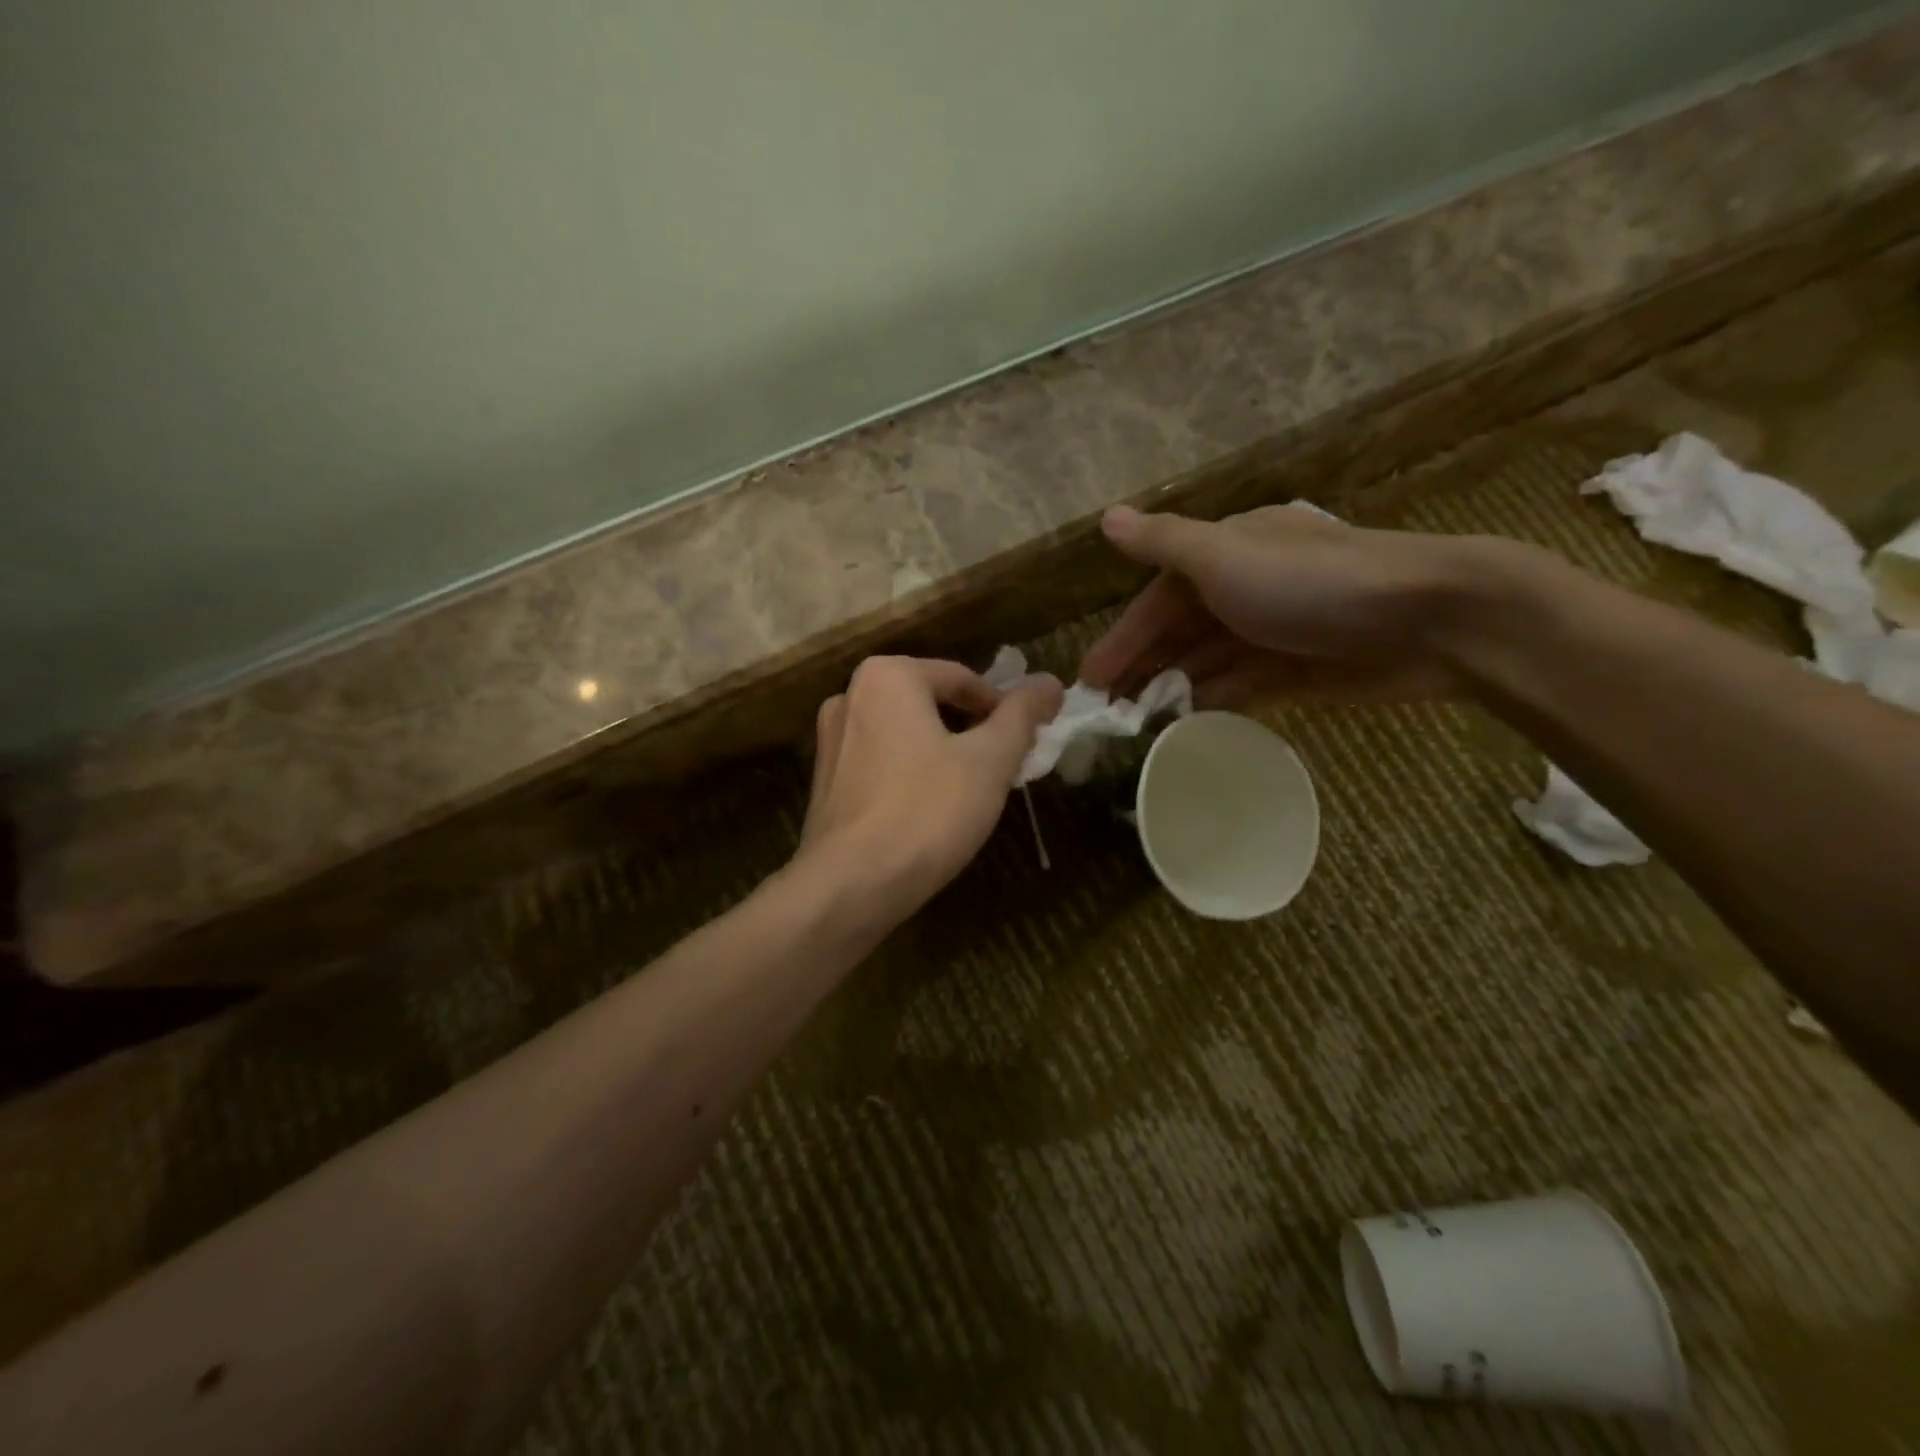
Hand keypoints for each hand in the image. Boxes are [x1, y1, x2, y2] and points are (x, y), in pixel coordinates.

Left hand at [797, 655, 1063, 923]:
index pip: (963, 678)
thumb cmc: (927, 812)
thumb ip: (1022, 716)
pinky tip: (928, 812)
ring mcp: (830, 740)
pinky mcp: (824, 781)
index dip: (1003, 709)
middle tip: (1002, 768)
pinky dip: (910, 774)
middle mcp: (849, 696)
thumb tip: (1050, 682)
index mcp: (887, 676)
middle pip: (931, 703)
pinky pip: (880, 762)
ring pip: (905, 734)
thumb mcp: (990, 761)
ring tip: (970, 792)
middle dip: (971, 731)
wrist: (850, 885)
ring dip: (942, 753)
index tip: (1026, 743)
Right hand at [1080, 504, 1502, 706]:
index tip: (1091, 679)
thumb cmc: (1312, 583)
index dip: (1124, 637)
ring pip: (1209, 662)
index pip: (1159, 598)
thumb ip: (1163, 543)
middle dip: (1143, 668)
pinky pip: (1244, 687)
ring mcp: (1276, 631)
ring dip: (1174, 688)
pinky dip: (1216, 701)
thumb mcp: (1225, 555)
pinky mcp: (1302, 670)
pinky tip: (1189, 724)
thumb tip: (1106, 517)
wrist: (1430, 618)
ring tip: (1138, 724)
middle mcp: (1249, 587)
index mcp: (1228, 552)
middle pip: (1181, 632)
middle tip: (1107, 712)